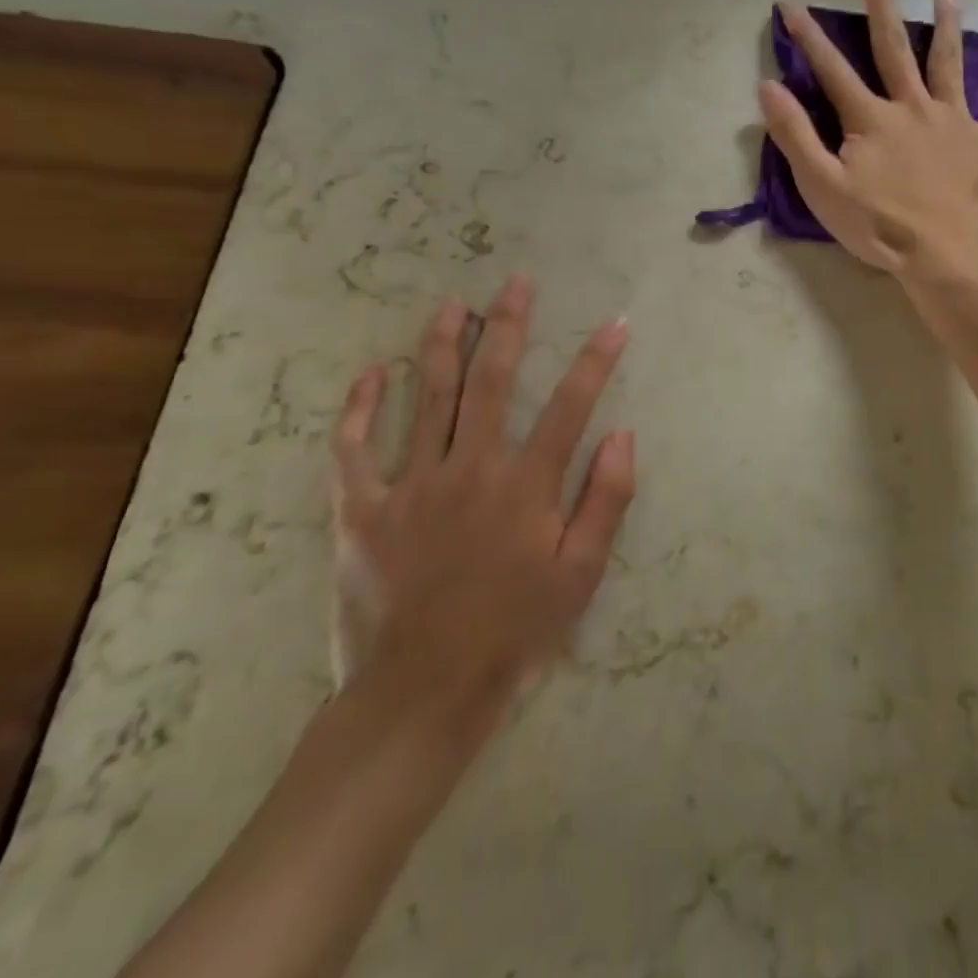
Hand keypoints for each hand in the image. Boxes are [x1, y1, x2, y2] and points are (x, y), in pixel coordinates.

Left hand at [328, 275, 633, 752]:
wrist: (422, 695)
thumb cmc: (514, 633)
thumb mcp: (580, 575)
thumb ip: (606, 500)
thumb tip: (624, 434)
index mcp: (525, 486)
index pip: (570, 406)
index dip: (596, 360)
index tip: (615, 323)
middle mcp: (470, 469)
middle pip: (491, 380)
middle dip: (509, 325)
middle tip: (517, 282)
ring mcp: (410, 485)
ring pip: (426, 397)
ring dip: (441, 344)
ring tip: (452, 303)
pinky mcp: (361, 510)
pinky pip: (353, 448)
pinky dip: (360, 407)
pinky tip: (370, 373)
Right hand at [759, 0, 977, 283]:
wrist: (945, 256)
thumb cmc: (879, 227)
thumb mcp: (823, 187)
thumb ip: (795, 136)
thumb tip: (768, 86)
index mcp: (871, 119)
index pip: (832, 70)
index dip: (807, 37)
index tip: (790, 3)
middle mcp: (912, 106)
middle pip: (892, 48)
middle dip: (879, 4)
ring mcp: (953, 120)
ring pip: (948, 62)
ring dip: (947, 22)